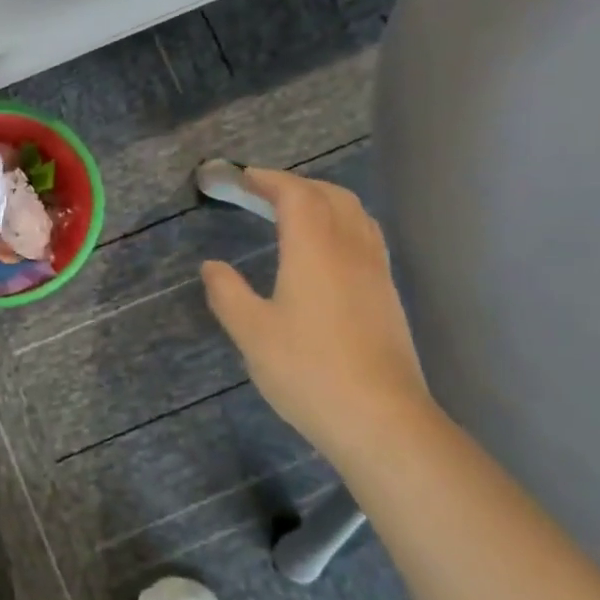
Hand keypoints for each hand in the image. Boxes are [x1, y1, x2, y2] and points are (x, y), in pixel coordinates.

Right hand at [200, 168, 436, 464]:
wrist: (382, 421)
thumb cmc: (308, 371)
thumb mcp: (251, 332)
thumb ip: (228, 293)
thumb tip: (212, 266)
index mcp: (315, 250)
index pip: (296, 195)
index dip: (269, 180)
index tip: (243, 178)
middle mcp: (351, 250)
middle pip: (332, 196)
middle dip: (298, 185)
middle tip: (265, 193)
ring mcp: (376, 274)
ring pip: (356, 216)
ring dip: (324, 202)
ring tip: (295, 215)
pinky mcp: (388, 298)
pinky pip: (366, 239)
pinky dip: (342, 225)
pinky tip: (325, 253)